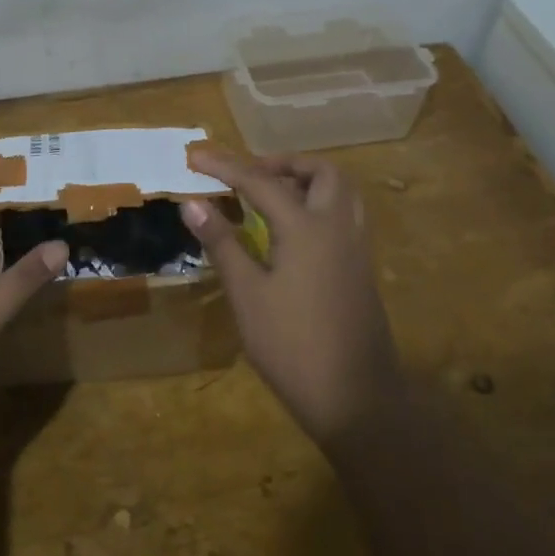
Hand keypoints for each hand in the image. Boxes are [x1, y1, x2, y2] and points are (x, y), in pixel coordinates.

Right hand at [182, 148, 402, 448]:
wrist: (356, 399)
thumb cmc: (292, 346)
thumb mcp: (247, 295)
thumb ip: (222, 243)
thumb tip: (192, 203)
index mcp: (307, 228)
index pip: (260, 181)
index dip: (224, 166)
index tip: (194, 156)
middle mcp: (338, 227)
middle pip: (321, 172)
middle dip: (283, 164)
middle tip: (250, 175)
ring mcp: (356, 249)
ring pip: (342, 192)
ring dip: (308, 181)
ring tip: (272, 195)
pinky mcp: (362, 270)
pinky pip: (346, 216)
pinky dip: (320, 204)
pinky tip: (294, 232)